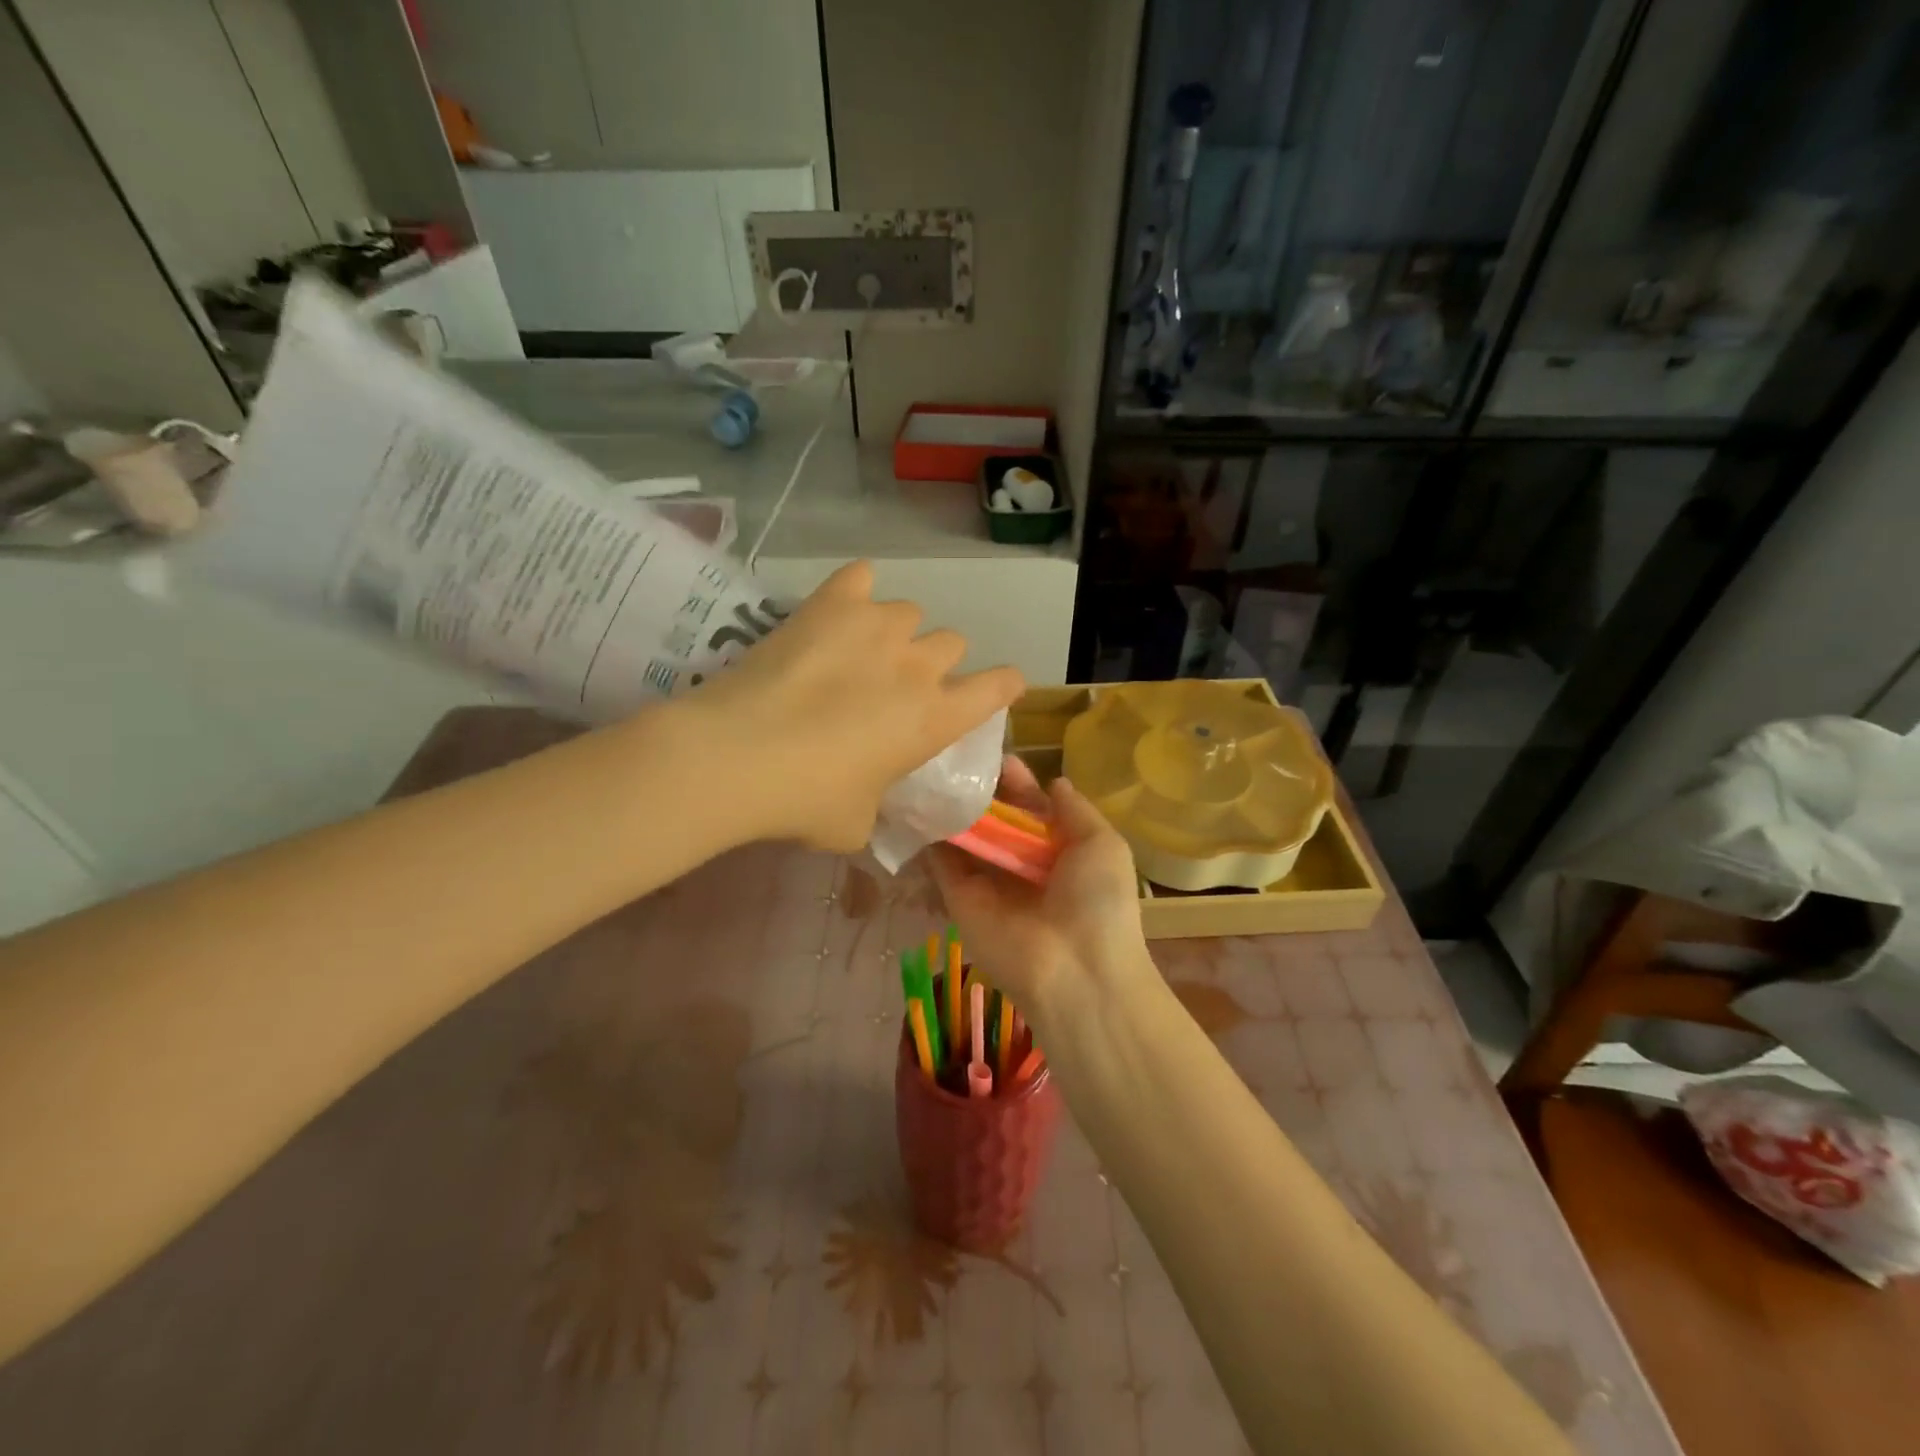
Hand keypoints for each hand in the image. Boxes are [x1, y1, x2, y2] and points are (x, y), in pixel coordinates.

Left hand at [677, 562, 1023, 851]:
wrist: (739, 756)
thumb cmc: (806, 801)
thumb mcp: (855, 825)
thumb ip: (875, 805)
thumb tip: (865, 798)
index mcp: (935, 719)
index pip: (998, 687)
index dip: (1004, 684)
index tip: (1000, 685)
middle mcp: (918, 666)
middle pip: (952, 642)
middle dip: (933, 662)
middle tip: (897, 685)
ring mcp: (877, 626)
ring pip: (909, 612)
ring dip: (895, 631)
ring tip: (860, 649)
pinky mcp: (831, 604)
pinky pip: (860, 577)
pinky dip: (855, 591)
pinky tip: (838, 607)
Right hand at [931, 756, 1157, 1034]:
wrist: (1074, 971)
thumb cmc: (1098, 902)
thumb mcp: (1103, 845)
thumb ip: (1076, 810)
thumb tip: (1054, 781)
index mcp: (1059, 851)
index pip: (1031, 808)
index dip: (1017, 782)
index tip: (998, 756)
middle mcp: (1021, 864)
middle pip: (995, 818)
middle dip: (981, 789)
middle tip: (958, 756)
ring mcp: (988, 880)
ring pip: (965, 835)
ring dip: (952, 806)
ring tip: (933, 767)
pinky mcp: (958, 897)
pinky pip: (941, 860)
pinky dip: (929, 832)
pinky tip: (919, 797)